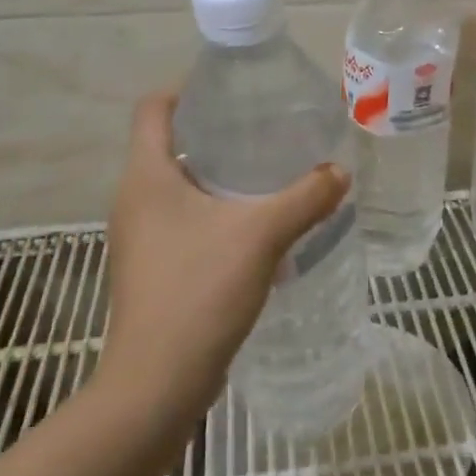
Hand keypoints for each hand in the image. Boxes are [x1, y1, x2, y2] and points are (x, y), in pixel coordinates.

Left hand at [96, 92, 349, 415]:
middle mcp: (135, 201)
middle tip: (268, 128)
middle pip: (171, 144)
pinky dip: (218, 213)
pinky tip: (259, 226)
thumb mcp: (261, 235)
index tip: (234, 88)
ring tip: (272, 173)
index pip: (154, 108)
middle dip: (218, 132)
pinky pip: (186, 222)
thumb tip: (340, 172)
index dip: (188, 89)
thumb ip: (305, 197)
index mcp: (146, 177)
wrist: (156, 387)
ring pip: (181, 187)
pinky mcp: (155, 269)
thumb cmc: (198, 292)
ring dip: (221, 176)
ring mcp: (142, 238)